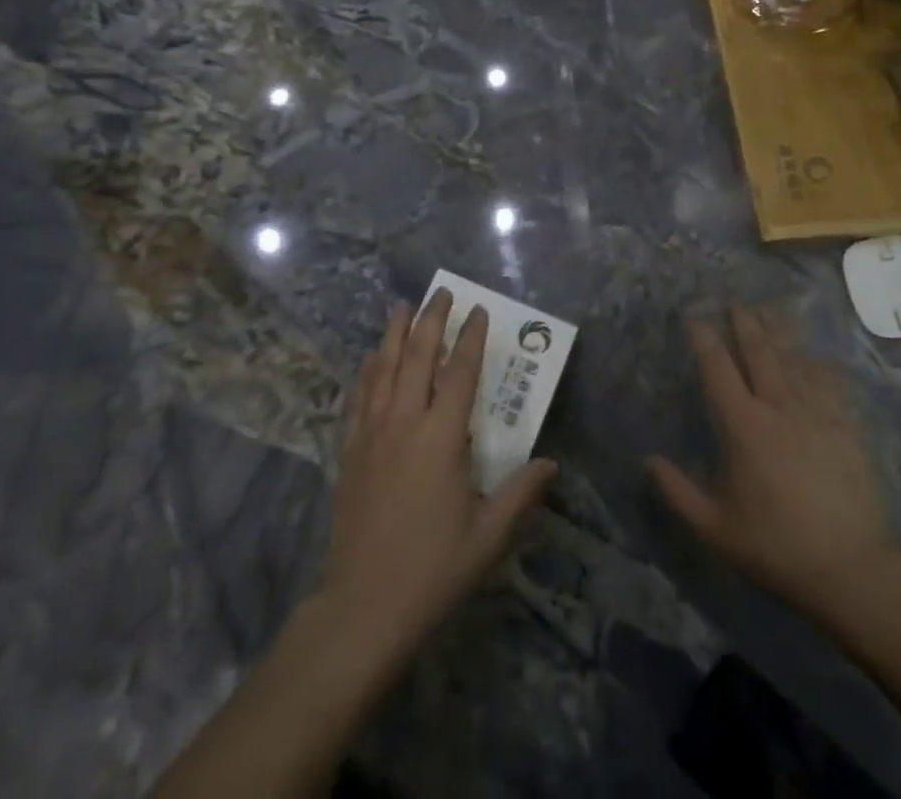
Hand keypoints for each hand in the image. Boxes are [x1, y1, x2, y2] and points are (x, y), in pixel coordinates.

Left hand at [320, 289, 557, 667]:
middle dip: (430, 319)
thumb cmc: (433, 569)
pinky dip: (366, 370)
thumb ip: (521, 494)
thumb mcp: (488, 536)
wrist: (363, 607)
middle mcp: (404, 423)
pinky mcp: (350, 451)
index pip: (459, 372)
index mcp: (441, 438)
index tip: (478, 311)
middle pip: (417, 356)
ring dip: (394, 333)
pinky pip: (358, 396)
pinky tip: (370, 358)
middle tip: (440, 293)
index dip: (470, 338)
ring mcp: (371, 434)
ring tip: (402, 306)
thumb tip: (550, 464)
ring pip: (382, 368)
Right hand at [647, 309, 896, 622]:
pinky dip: (815, 361)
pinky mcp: (845, 425)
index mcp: (743, 426)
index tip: (694, 317)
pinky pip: (827, 380)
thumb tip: (648, 460)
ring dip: (778, 332)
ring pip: (793, 358)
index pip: (717, 368)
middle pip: (758, 350)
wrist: (851, 567)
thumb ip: (678, 492)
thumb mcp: (716, 528)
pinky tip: (813, 354)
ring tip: (768, 311)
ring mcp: (816, 412)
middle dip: (744, 323)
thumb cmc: (776, 546)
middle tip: (735, 303)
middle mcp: (778, 406)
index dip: (704, 338)